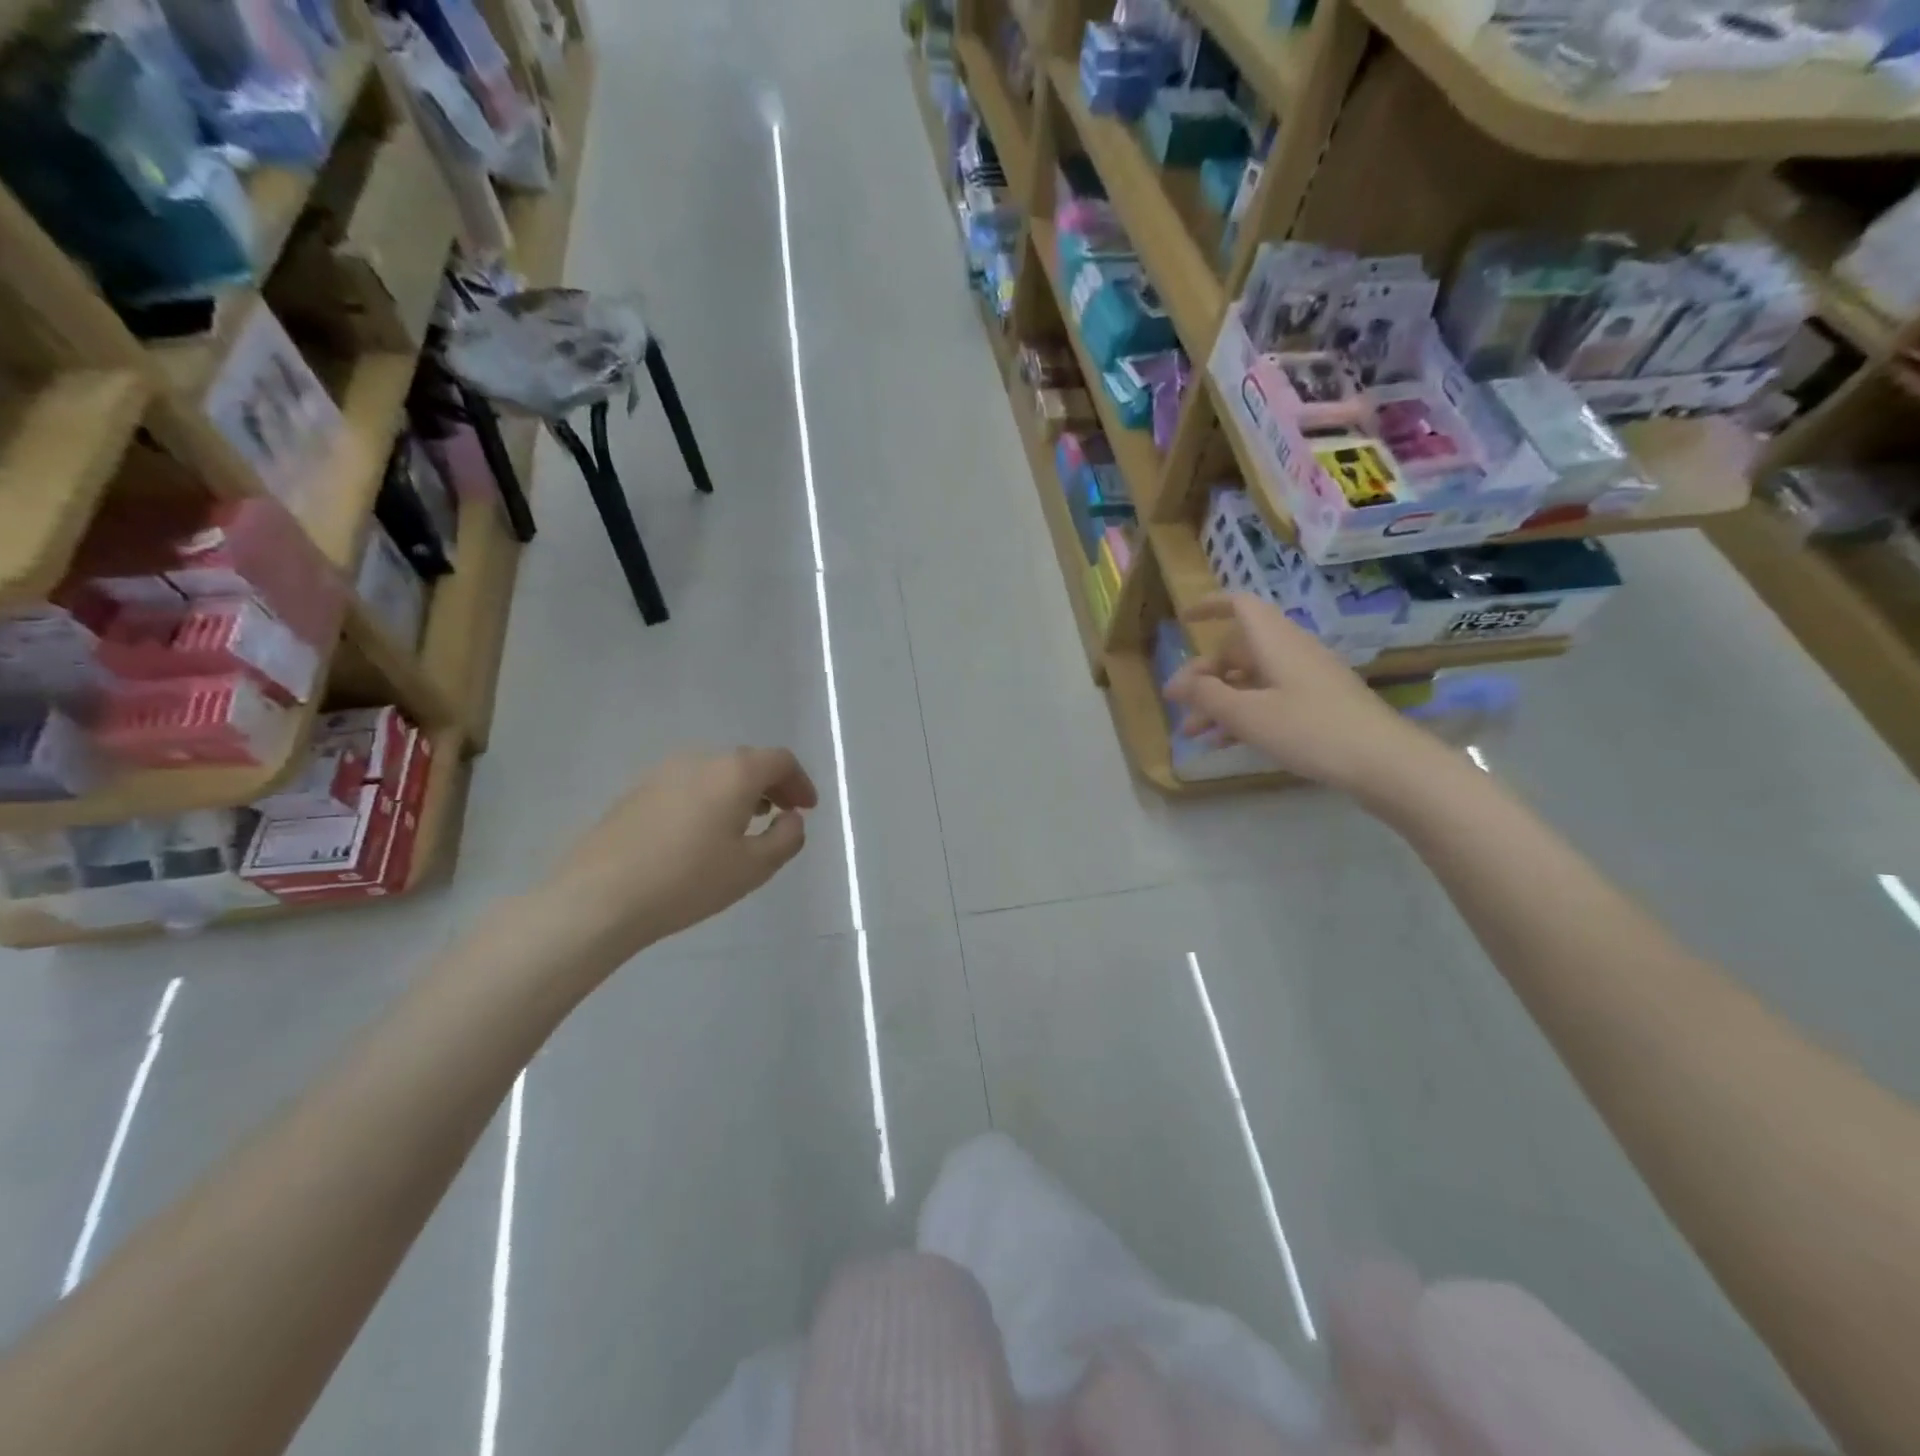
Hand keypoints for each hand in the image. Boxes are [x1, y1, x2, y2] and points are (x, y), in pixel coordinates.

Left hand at [538, 746, 818, 961]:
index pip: (780, 760)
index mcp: (734, 771)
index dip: (800, 782)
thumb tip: (791, 818)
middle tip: (781, 816)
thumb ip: (787, 838)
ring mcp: (662, 772)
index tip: (806, 809)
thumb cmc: (688, 880)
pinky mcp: (635, 792)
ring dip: (738, 792)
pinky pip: (687, 786)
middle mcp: (699, 759)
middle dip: (771, 786)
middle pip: (747, 762)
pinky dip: (708, 799)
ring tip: (743, 826)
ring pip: (714, 773)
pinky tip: (701, 834)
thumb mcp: (754, 867)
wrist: (599, 897)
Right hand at [1164, 594, 1423, 792]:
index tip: (1183, 621)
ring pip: (1249, 681)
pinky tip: (1222, 743)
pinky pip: (1267, 700)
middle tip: (1176, 703)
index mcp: (1275, 642)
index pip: (1239, 606)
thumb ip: (1207, 696)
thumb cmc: (1310, 730)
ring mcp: (1305, 679)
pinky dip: (1242, 715)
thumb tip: (1176, 682)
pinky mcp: (1316, 705)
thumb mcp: (1248, 715)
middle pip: (1237, 651)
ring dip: (1218, 702)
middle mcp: (1289, 652)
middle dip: (1202, 675)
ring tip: (1190, 733)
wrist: (1383, 762)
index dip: (1209, 607)